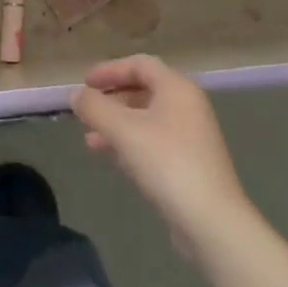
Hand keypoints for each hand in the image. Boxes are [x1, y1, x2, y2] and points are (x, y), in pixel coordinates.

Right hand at [73, 55, 248, 251]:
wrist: (212, 222)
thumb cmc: (167, 163)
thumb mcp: (123, 130)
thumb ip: (95, 108)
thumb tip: (76, 95)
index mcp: (176, 88)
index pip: (139, 64)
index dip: (109, 70)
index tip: (84, 83)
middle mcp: (187, 105)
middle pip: (143, 90)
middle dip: (111, 100)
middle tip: (86, 111)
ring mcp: (192, 136)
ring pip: (147, 119)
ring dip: (117, 125)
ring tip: (90, 140)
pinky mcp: (191, 164)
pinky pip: (154, 142)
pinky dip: (131, 144)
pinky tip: (112, 159)